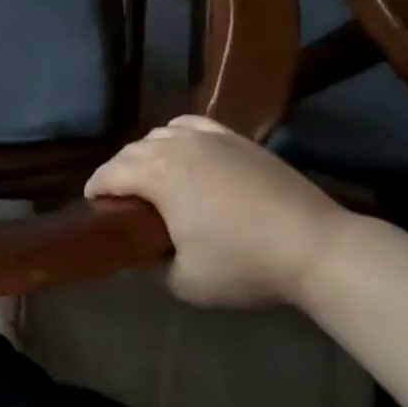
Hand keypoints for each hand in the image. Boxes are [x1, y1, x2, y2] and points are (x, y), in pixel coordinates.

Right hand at [85, 115, 350, 307]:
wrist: (314, 246)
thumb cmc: (245, 263)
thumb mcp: (187, 281)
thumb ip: (155, 265)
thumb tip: (149, 254)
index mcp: (155, 173)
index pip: (109, 174)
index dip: (95, 190)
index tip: (93, 206)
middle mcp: (173, 145)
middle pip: (131, 151)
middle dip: (119, 172)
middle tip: (121, 199)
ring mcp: (206, 137)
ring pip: (159, 135)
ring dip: (146, 154)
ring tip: (153, 177)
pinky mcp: (234, 137)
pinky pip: (190, 125)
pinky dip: (176, 135)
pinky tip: (183, 150)